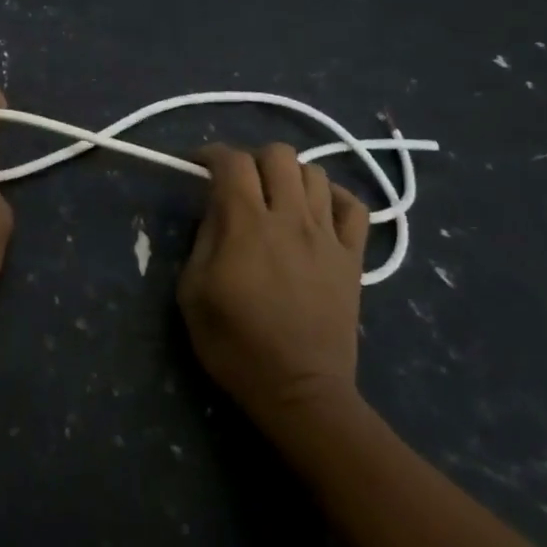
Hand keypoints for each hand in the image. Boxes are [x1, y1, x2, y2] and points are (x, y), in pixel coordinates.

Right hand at [177, 144, 370, 419]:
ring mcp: (327, 236)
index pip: (232, 162)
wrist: (299, 392)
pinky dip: (335, 198)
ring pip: (316, 173)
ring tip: (277, 198)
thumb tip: (215, 206)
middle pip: (278, 154)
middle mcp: (290, 218)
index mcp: (246, 225)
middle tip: (240, 183)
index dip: (211, 154)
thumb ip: (203, 238)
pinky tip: (318, 211)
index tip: (199, 165)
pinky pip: (354, 207)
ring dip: (291, 176)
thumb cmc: (235, 344)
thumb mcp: (193, 291)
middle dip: (253, 159)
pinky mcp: (353, 257)